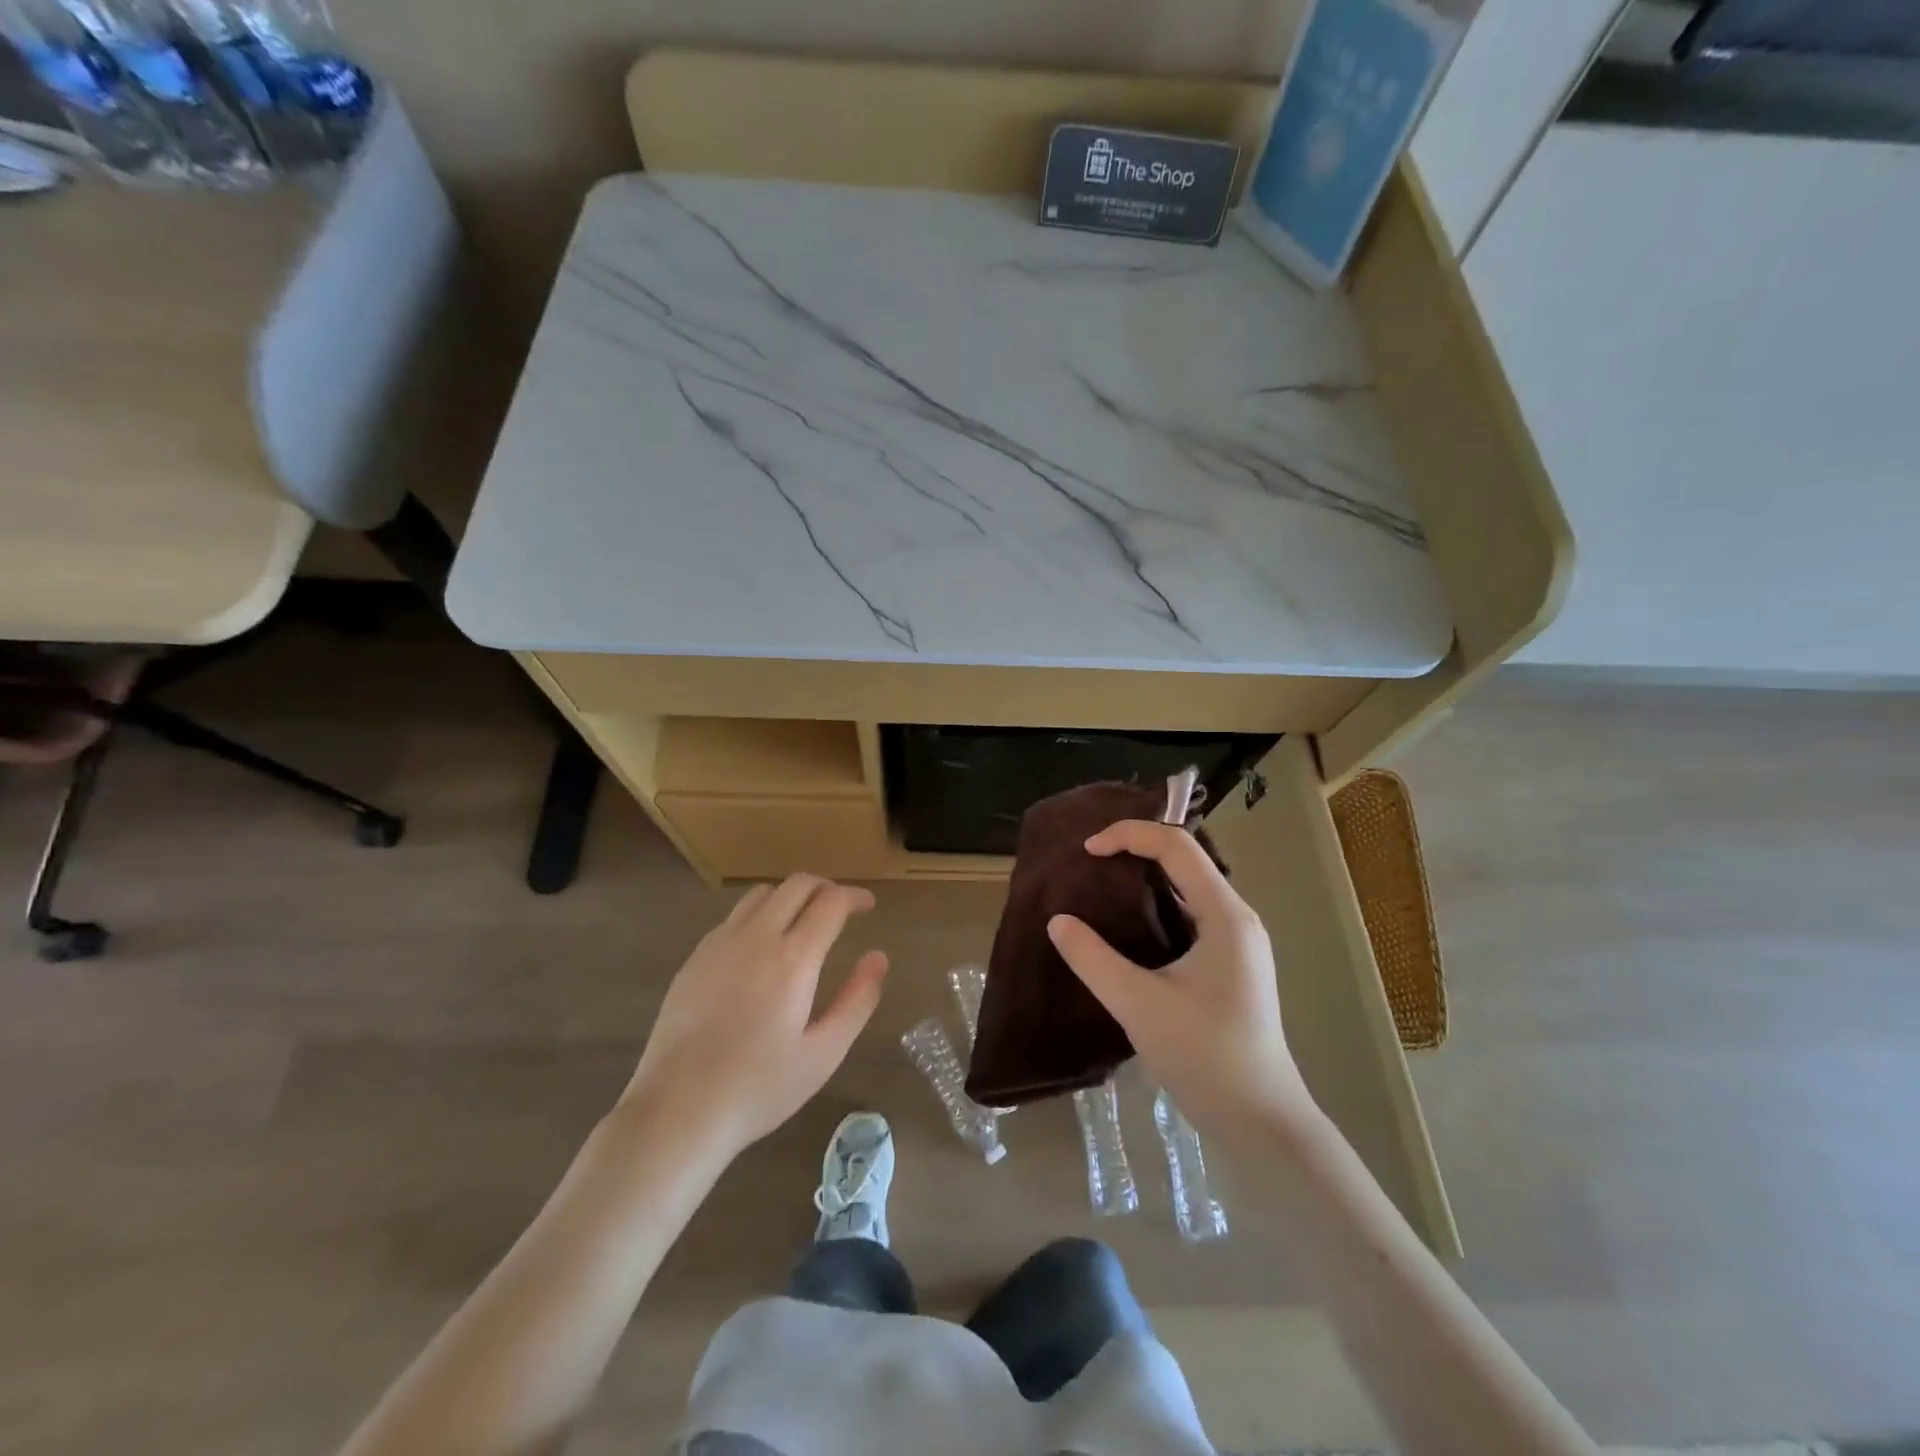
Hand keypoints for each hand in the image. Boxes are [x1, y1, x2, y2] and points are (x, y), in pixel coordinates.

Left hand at [622, 875, 888, 1155]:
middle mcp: (756, 937)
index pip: (831, 902)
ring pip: (762, 894)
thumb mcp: (824, 1053)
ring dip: (790, 896)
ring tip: (803, 921)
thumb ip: (857, 1000)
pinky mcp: (695, 957)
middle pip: (796, 885)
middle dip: (825, 887)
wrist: (678, 1110)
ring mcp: (720, 943)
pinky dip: (759, 915)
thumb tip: (878, 957)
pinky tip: (761, 947)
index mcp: (793, 959)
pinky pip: (734, 916)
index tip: (867, 905)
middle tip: (841, 908)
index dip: (854, 896)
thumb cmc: (760, 1088)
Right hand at [1047, 820, 1311, 1134]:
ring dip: (1146, 876)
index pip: (1177, 847)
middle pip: (1186, 860)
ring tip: (1102, 884)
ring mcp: (1237, 942)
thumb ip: (1093, 959)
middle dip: (1137, 848)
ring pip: (1188, 887)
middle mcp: (1237, 918)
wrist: (1260, 1120)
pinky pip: (1190, 914)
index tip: (1087, 850)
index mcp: (1225, 916)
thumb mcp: (1138, 1005)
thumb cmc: (1205, 1056)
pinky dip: (1156, 905)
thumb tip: (1057, 921)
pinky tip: (1128, 925)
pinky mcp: (1230, 964)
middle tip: (1091, 860)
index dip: (1130, 835)